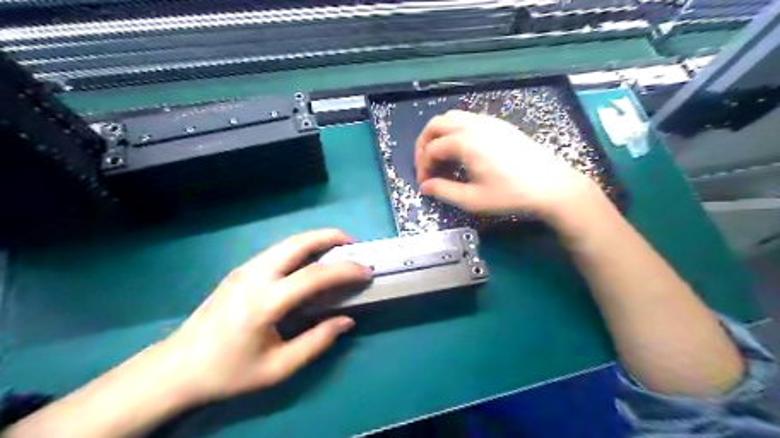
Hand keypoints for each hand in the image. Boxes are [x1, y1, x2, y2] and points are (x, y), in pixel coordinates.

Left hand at [156, 230, 368, 403]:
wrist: (177, 367)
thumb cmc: (229, 371)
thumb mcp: (278, 368)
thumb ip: (317, 342)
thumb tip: (347, 321)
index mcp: (265, 302)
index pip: (314, 276)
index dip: (345, 270)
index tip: (366, 271)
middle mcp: (255, 276)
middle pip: (298, 243)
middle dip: (329, 237)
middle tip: (352, 244)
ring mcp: (245, 269)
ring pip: (287, 243)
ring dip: (315, 239)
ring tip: (336, 247)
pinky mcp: (240, 270)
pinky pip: (277, 251)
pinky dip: (300, 248)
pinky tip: (309, 260)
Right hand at [414, 110, 598, 218]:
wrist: (551, 186)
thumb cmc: (511, 194)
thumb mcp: (473, 199)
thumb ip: (444, 191)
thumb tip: (424, 187)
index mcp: (465, 142)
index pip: (431, 149)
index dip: (422, 167)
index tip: (424, 184)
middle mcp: (474, 125)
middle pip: (436, 124)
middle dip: (424, 144)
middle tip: (425, 165)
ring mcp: (488, 122)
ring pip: (452, 118)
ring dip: (439, 135)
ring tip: (440, 158)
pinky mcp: (499, 125)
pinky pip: (468, 120)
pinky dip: (455, 131)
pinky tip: (461, 151)